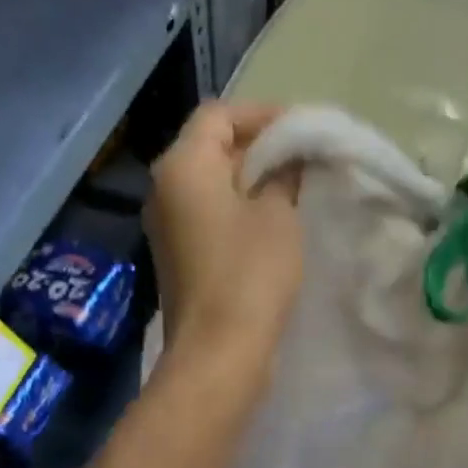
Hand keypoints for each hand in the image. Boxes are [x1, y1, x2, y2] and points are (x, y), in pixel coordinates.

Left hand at [145, 101, 302, 366]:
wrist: (218, 352)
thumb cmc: (250, 274)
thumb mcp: (278, 217)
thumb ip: (283, 176)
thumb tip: (286, 160)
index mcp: (183, 166)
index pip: (218, 115)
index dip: (262, 114)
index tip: (302, 128)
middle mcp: (164, 188)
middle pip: (210, 146)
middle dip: (257, 146)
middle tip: (303, 156)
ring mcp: (167, 225)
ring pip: (209, 183)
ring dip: (249, 179)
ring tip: (293, 187)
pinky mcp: (178, 255)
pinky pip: (207, 214)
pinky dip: (237, 208)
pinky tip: (271, 222)